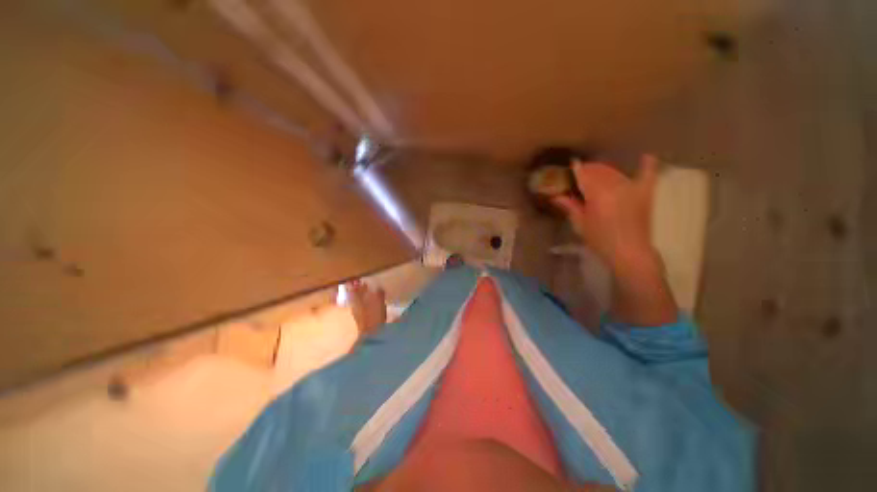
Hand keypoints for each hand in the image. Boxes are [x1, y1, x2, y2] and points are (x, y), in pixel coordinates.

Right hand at [553, 154, 658, 270]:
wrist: (629, 252)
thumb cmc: (600, 240)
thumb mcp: (580, 224)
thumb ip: (570, 206)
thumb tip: (555, 196)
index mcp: (597, 194)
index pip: (584, 176)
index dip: (577, 169)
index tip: (572, 164)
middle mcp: (615, 186)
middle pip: (600, 171)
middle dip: (590, 169)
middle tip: (581, 173)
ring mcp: (632, 188)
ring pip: (615, 172)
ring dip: (605, 170)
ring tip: (597, 173)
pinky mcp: (645, 193)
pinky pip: (647, 174)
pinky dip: (646, 165)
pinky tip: (645, 156)